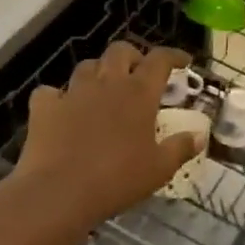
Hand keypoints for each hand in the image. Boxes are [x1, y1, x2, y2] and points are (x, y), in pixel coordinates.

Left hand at [11, 42, 202, 233]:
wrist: (59, 193)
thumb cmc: (117, 179)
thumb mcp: (159, 169)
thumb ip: (180, 148)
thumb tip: (199, 136)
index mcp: (139, 92)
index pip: (160, 59)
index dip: (173, 56)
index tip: (183, 62)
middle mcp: (108, 83)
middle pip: (120, 51)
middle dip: (132, 56)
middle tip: (138, 73)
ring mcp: (73, 92)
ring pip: (87, 66)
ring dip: (98, 72)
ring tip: (102, 89)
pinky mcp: (45, 108)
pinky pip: (50, 92)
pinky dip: (56, 97)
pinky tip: (61, 110)